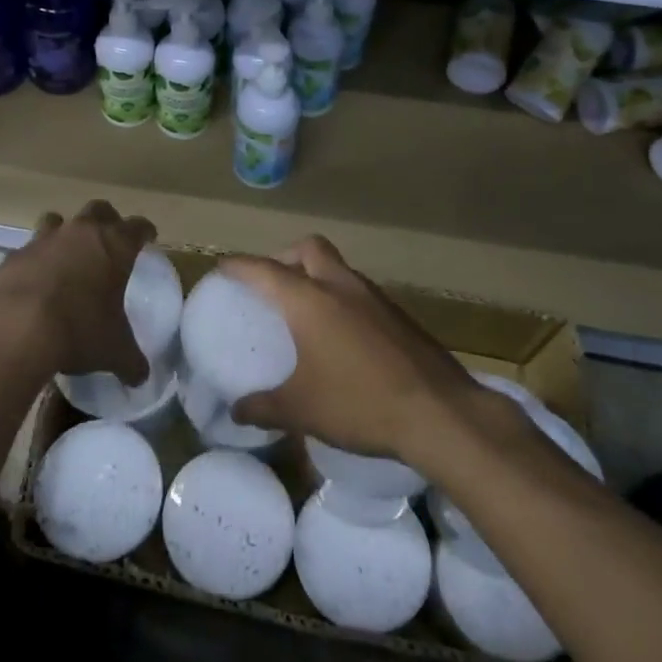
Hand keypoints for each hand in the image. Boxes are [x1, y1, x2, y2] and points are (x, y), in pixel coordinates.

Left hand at [0, 201, 153, 383]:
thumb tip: (141, 377)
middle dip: (107, 221)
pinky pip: (29, 248)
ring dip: (65, 232)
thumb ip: (131, 361)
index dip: (145, 232)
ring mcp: (44, 239)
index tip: (148, 238)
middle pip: (99, 210)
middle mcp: (81, 233)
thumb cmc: (78, 330)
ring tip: (67, 255)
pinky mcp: (14, 255)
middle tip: (109, 240)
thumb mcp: (113, 351)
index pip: (138, 227)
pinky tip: (34, 281)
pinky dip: (35, 259)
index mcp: (115, 246)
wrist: (14, 328)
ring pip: (58, 220)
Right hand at [225, 236, 486, 464]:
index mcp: (309, 300)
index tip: (221, 267)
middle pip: (308, 249)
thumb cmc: (359, 403)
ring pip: (337, 267)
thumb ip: (263, 407)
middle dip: (284, 257)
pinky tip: (341, 335)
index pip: (263, 269)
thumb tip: (235, 411)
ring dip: (316, 276)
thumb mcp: (301, 410)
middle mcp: (340, 286)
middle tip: (271, 285)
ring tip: (304, 311)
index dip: (238, 266)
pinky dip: (341, 298)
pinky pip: (359, 291)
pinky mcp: (399, 315)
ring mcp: (374, 297)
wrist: (440, 413)